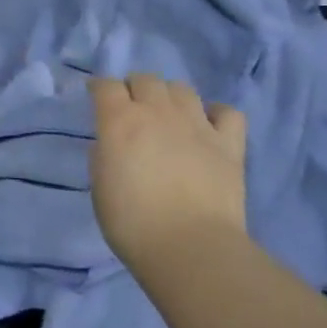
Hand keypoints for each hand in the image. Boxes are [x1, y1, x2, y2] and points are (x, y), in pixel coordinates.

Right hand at [89, 74, 247, 271]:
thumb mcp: (100, 188)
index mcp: (120, 121)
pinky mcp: (229, 143)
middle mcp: (158, 112)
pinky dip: (216, 114)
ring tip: (169, 116)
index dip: (99, 89)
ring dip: (170, 97)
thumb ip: (104, 156)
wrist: (191, 248)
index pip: (106, 85)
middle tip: (132, 110)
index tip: (97, 99)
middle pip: (145, 79)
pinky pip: (227, 112)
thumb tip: (112, 143)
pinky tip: (208, 128)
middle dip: (135, 89)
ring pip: (182, 88)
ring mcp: (197, 124)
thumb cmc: (133, 224)